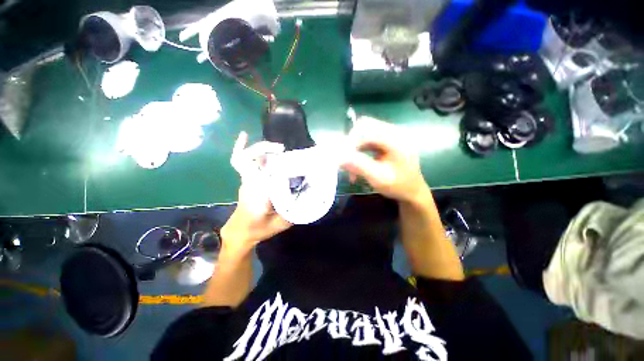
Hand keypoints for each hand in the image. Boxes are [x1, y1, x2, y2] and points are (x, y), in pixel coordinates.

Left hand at [221, 132, 291, 256]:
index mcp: (259, 193)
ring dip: (263, 149)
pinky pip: (244, 161)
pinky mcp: (246, 179)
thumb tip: (310, 197)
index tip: (290, 160)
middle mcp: (251, 183)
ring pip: (249, 158)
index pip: (267, 173)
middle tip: (282, 149)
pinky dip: (244, 148)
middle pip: (251, 159)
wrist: (240, 232)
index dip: (278, 165)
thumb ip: (295, 210)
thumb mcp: (281, 224)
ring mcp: (246, 180)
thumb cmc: (259, 229)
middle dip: (266, 149)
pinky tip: (246, 136)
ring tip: (280, 149)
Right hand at [341, 117, 430, 203]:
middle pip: (365, 126)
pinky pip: (368, 138)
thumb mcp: (378, 178)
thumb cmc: (398, 186)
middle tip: (346, 160)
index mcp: (396, 139)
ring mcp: (392, 134)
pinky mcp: (388, 139)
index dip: (351, 141)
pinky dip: (359, 149)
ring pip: (365, 131)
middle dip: (352, 143)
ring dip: (355, 147)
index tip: (342, 157)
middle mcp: (395, 131)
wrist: (412, 191)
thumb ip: (359, 166)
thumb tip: (339, 157)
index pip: (367, 129)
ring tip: (351, 164)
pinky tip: (358, 161)